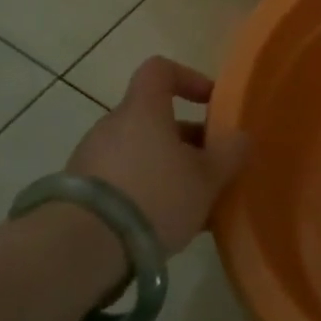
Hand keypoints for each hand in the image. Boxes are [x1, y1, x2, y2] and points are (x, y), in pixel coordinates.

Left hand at [65, 57, 250, 257]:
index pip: (160, 70)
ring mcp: (91, 160)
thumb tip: (240, 137)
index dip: (189, 79)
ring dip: (168, 169)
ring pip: (141, 153)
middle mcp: (112, 126)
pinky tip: (166, 225)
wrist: (82, 249)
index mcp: (143, 110)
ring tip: (194, 205)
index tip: (212, 104)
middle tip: (212, 168)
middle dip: (187, 140)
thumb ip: (230, 153)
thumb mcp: (207, 178)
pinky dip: (146, 192)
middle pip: (155, 119)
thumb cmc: (154, 197)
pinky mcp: (80, 193)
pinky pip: (123, 181)